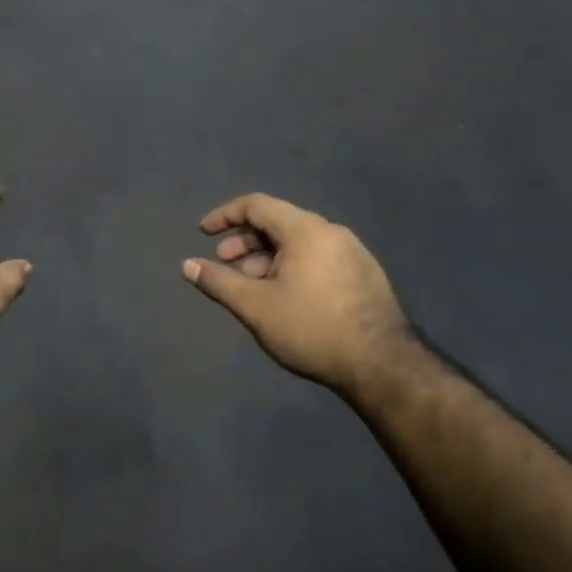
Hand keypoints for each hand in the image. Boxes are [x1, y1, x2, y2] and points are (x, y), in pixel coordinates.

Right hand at [183, 193, 420, 405]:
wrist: (384, 366)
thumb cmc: (312, 329)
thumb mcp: (255, 306)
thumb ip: (218, 282)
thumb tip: (187, 265)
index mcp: (305, 230)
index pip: (257, 205)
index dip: (224, 215)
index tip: (203, 233)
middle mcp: (331, 232)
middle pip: (278, 222)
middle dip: (244, 241)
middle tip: (224, 264)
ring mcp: (352, 253)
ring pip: (298, 243)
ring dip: (266, 257)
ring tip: (250, 286)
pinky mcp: (364, 275)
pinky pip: (317, 257)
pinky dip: (290, 266)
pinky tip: (283, 297)